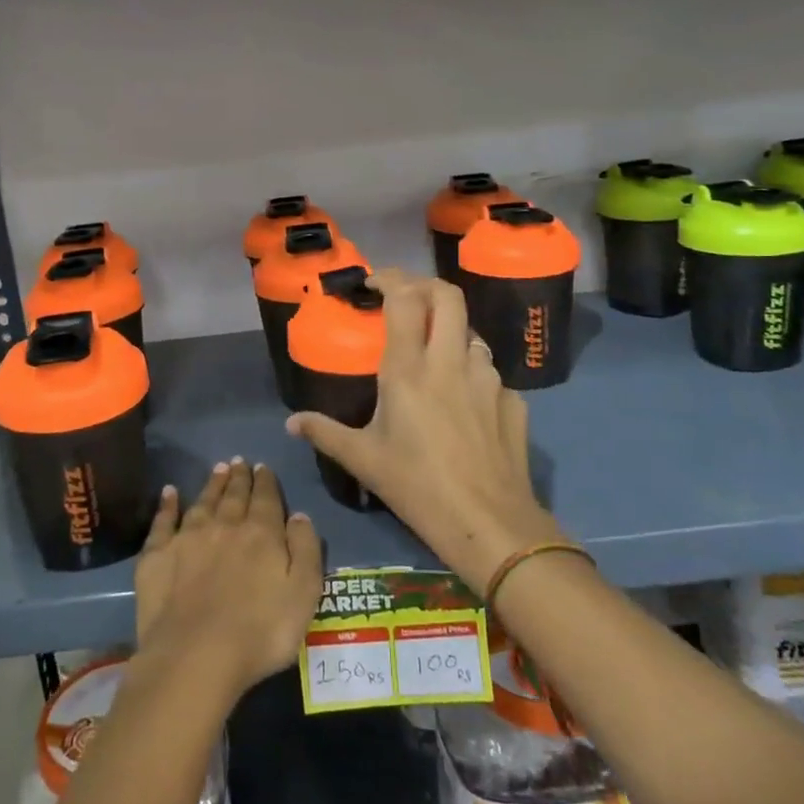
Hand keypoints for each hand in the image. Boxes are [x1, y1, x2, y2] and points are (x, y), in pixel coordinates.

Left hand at [133, 460, 323, 702]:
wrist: (195, 655)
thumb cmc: (260, 632)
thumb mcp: (304, 594)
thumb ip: (306, 549)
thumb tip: (299, 515)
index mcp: (261, 534)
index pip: (266, 499)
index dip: (265, 481)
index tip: (262, 466)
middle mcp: (224, 526)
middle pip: (234, 495)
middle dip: (239, 477)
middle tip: (239, 462)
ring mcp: (188, 537)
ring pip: (203, 501)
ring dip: (212, 484)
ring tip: (218, 468)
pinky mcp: (158, 555)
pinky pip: (163, 521)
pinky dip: (167, 504)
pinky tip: (169, 492)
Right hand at [286, 269, 562, 591]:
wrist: (489, 524)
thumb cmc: (417, 487)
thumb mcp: (363, 460)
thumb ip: (325, 433)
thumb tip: (291, 423)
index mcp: (409, 369)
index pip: (404, 299)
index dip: (390, 279)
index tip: (374, 283)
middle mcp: (450, 362)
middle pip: (448, 295)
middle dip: (425, 285)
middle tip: (407, 298)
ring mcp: (489, 378)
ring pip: (471, 333)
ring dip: (451, 333)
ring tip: (435, 356)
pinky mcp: (513, 401)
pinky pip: (492, 374)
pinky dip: (474, 374)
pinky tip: (466, 401)